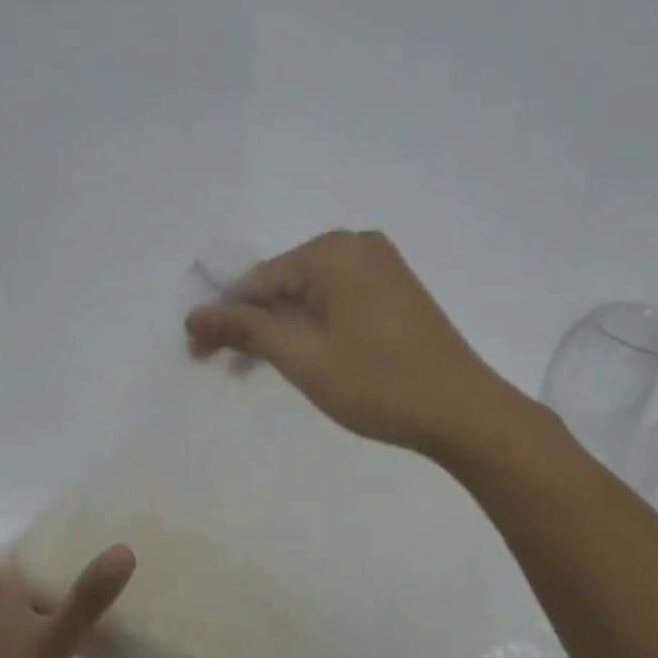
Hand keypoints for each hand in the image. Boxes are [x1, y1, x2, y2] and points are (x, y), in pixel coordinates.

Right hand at [185, 229, 529, 456]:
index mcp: (332, 252)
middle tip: (220, 363)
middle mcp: (357, 245)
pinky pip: (336, 299)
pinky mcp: (395, 290)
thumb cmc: (376, 383)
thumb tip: (194, 315)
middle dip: (250, 322)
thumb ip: (246, 329)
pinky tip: (300, 353)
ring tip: (253, 367)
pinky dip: (311, 325)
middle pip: (282, 283)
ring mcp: (381, 266)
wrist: (463, 412)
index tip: (195, 350)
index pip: (258, 280)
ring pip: (309, 294)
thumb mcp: (302, 357)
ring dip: (279, 328)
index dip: (222, 316)